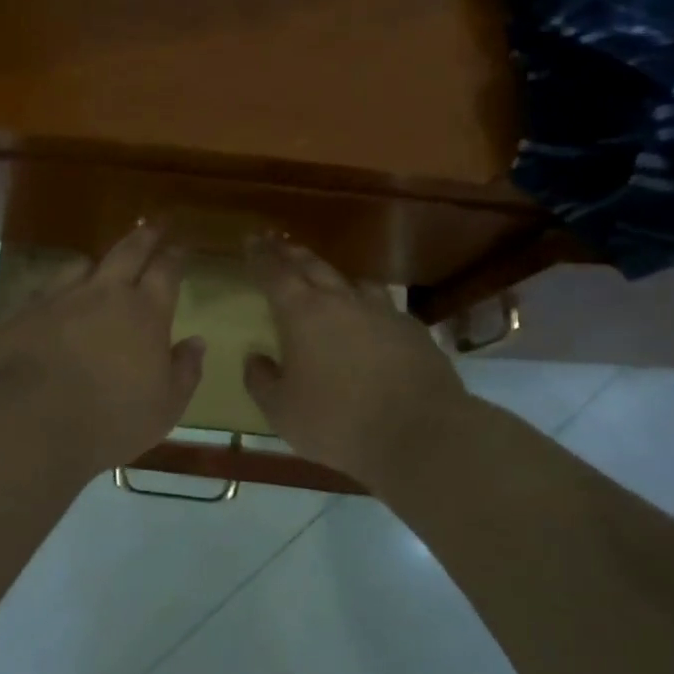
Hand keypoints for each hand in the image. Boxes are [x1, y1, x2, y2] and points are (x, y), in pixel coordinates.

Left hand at [0, 224, 204, 473]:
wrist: (29, 421)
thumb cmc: (109, 419)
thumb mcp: (164, 408)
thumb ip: (184, 371)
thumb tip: (197, 342)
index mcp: (145, 313)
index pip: (166, 271)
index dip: (175, 256)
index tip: (180, 247)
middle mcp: (105, 293)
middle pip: (128, 251)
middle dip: (144, 236)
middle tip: (153, 225)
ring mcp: (61, 297)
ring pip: (83, 264)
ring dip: (97, 263)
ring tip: (99, 266)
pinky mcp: (25, 311)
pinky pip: (47, 289)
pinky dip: (59, 290)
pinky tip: (57, 303)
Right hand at [242, 235, 474, 483]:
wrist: (421, 433)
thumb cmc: (338, 422)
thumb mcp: (282, 412)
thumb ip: (262, 381)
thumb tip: (255, 358)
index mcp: (302, 313)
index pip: (275, 272)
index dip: (261, 255)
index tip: (252, 240)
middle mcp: (341, 301)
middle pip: (312, 265)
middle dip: (291, 253)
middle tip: (278, 243)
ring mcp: (381, 311)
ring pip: (352, 281)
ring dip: (332, 275)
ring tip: (325, 278)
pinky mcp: (412, 329)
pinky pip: (383, 306)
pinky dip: (367, 305)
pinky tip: (370, 319)